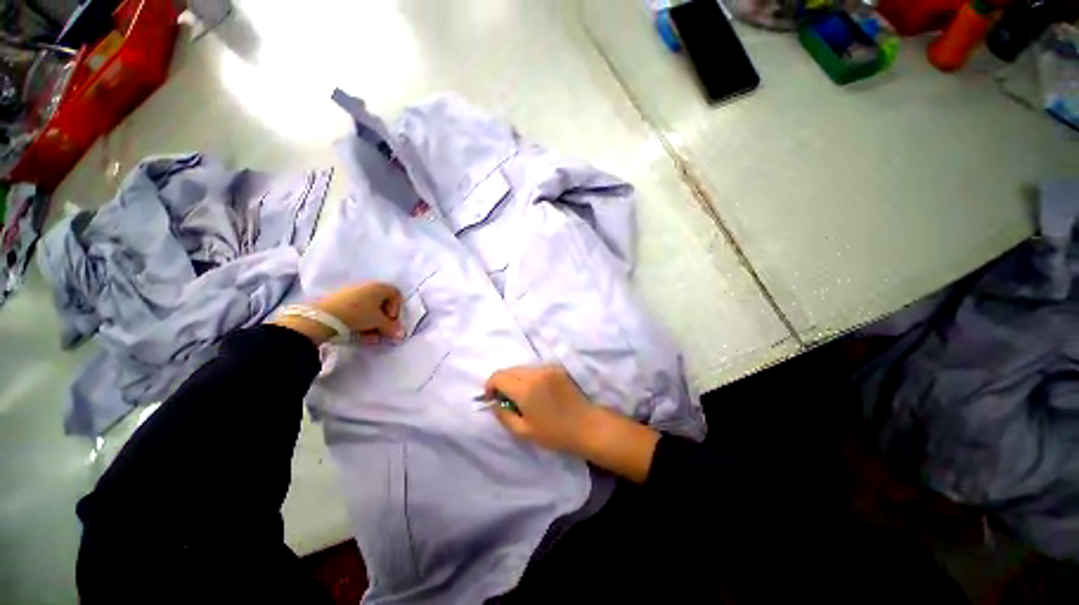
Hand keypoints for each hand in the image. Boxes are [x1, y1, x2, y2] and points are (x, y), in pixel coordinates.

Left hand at [271, 282, 403, 345]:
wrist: (324, 317)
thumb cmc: (359, 314)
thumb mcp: (379, 322)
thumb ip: (392, 328)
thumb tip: (401, 335)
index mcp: (379, 287)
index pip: (396, 295)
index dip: (397, 309)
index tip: (391, 320)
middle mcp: (367, 287)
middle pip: (382, 303)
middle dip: (384, 320)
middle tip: (382, 331)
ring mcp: (352, 294)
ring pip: (369, 310)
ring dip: (373, 324)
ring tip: (370, 337)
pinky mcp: (340, 302)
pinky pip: (357, 311)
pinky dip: (361, 322)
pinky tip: (359, 335)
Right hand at [486, 364, 660, 483]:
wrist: (587, 425)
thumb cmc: (555, 433)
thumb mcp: (524, 431)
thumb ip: (503, 415)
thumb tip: (493, 403)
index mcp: (525, 387)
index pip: (498, 376)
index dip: (490, 387)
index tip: (493, 400)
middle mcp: (535, 372)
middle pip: (509, 370)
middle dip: (502, 383)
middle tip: (507, 401)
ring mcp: (547, 368)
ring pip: (521, 368)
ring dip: (515, 380)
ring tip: (523, 398)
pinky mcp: (557, 368)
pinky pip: (535, 369)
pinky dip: (528, 378)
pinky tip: (537, 393)